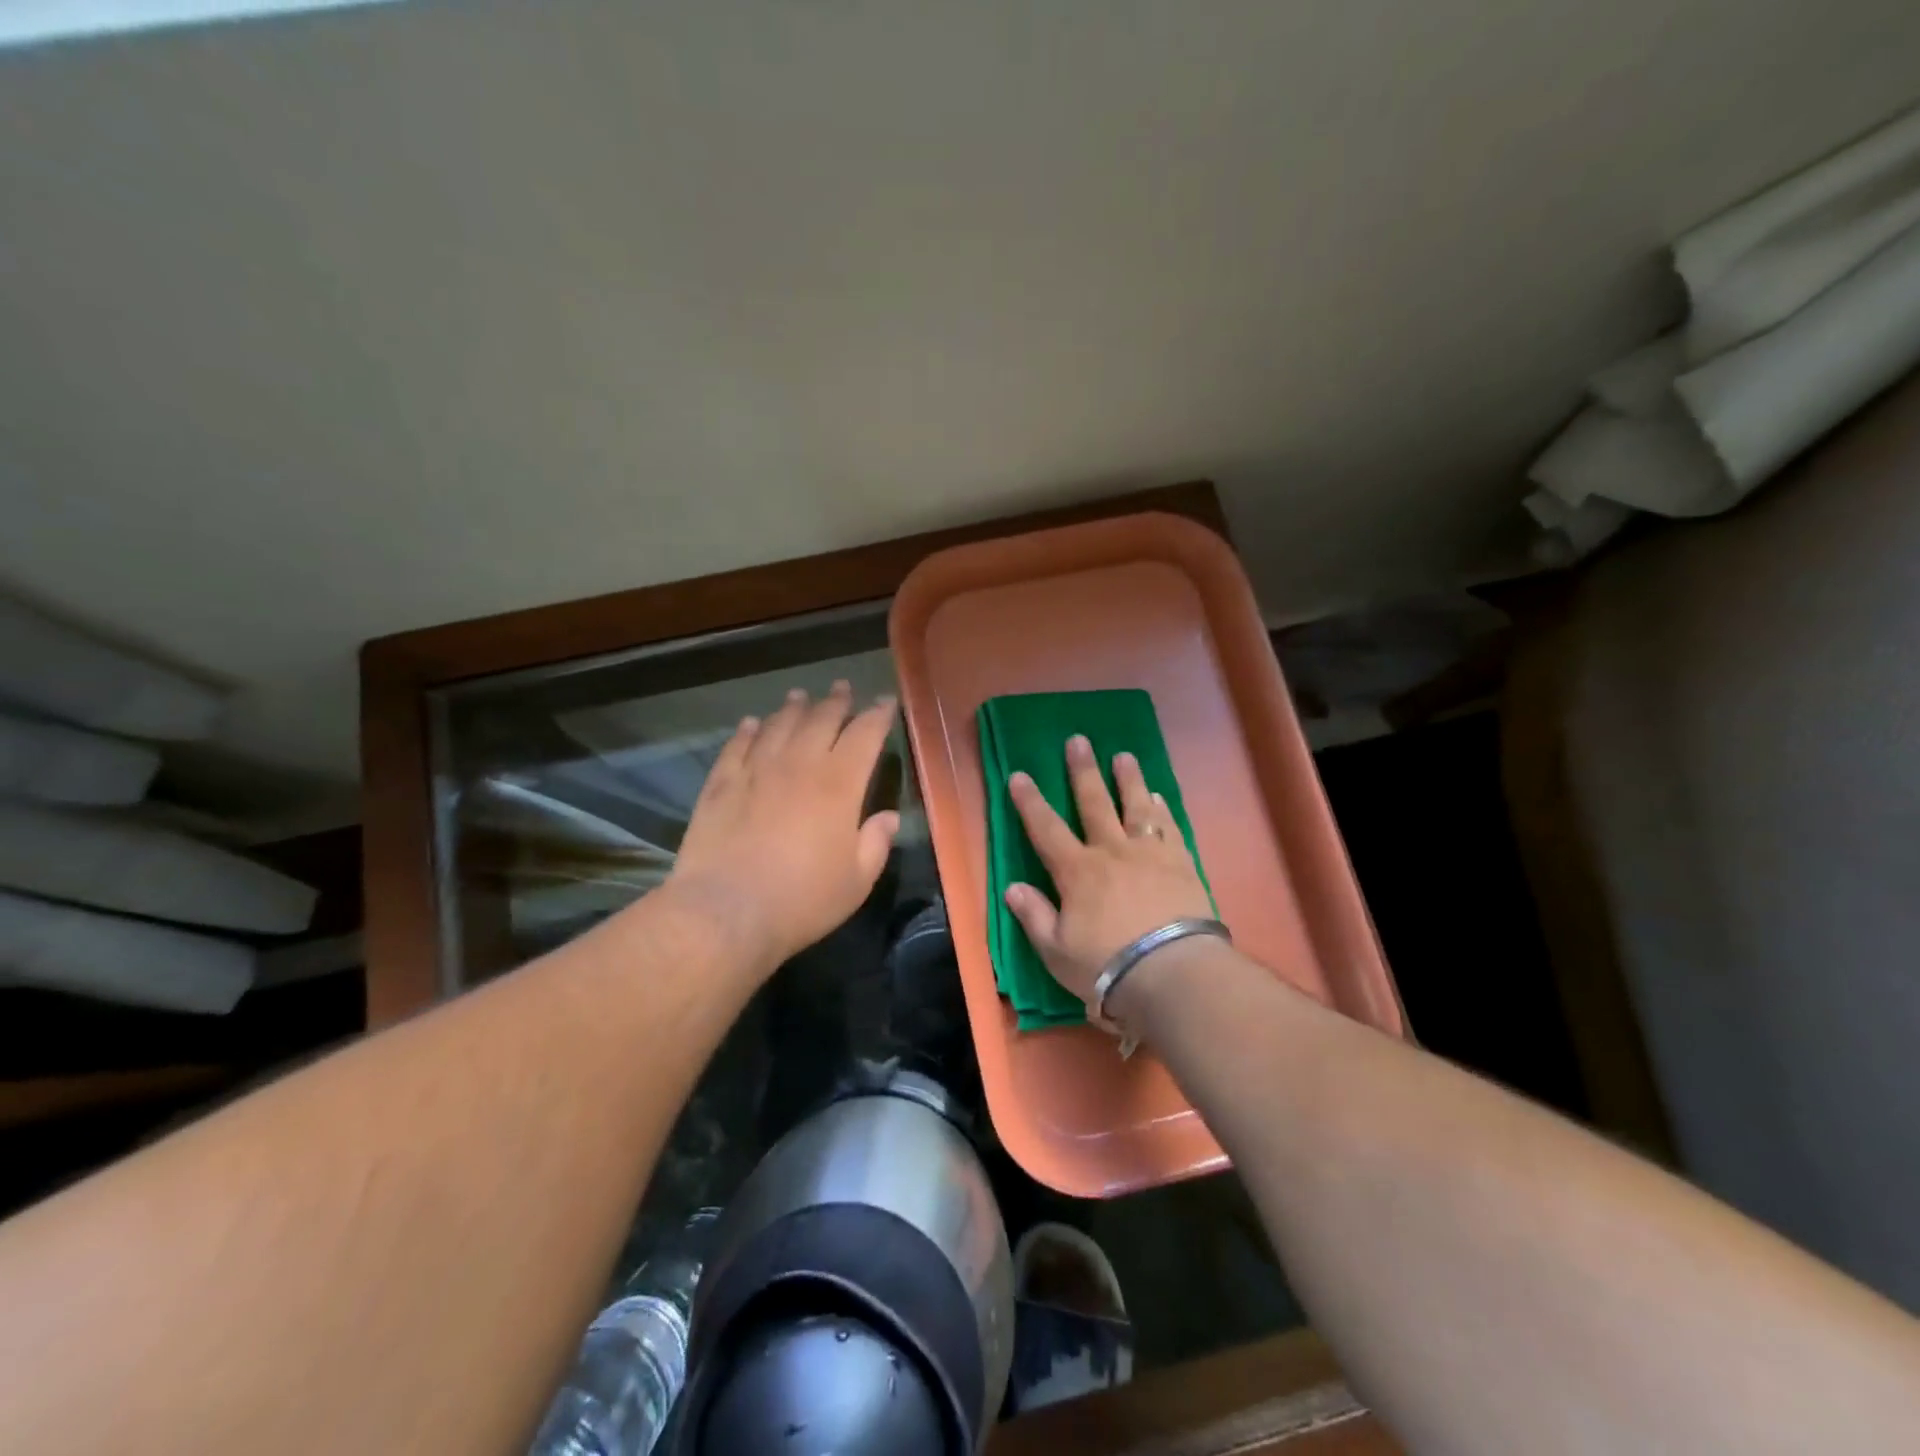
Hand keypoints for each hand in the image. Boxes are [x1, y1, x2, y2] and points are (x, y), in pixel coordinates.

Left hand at [667, 682, 900, 975]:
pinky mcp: (721, 784)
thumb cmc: (803, 899)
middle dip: (836, 701)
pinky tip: (752, 724)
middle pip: (821, 719)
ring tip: (800, 697)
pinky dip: (748, 731)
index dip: (878, 714)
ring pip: (778, 725)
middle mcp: (799, 764)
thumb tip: (889, 817)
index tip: (884, 701)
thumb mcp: (857, 880)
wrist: (727, 911)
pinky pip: (738, 746)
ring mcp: (756, 770)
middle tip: (842, 687)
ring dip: (793, 709)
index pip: (865, 734)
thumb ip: (876, 843)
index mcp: (840, 783)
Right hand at [1004, 734, 1215, 1018]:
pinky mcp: (1182, 864)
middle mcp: (1111, 852)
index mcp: (1077, 871)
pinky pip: (1170, 829)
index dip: (1030, 801)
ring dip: (1129, 780)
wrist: (1172, 973)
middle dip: (1082, 771)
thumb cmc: (1106, 966)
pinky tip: (1160, 798)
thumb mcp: (1056, 950)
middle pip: (1094, 803)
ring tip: (1124, 756)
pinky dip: (1163, 811)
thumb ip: (1034, 915)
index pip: (1046, 828)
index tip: (1019, 774)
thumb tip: (1012, 887)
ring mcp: (1150, 855)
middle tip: (1078, 740)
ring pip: (1136, 807)